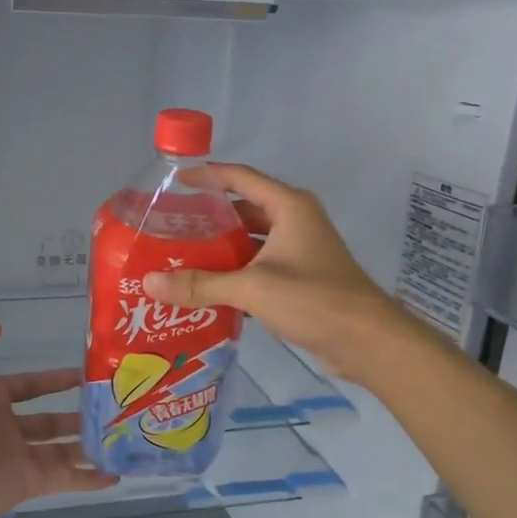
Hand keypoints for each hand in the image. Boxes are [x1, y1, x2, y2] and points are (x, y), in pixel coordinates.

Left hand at [0, 322, 116, 517]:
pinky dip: (90, 479)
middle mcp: (7, 428)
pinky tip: (115, 474)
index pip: (28, 386)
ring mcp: (22, 457)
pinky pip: (67, 478)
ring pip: (63, 449)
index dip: (53, 380)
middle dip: (77, 414)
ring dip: (88, 444)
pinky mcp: (33, 483)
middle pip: (49, 420)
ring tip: (120, 436)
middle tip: (110, 407)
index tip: (82, 373)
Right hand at [141, 163, 410, 382]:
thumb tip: (149, 282)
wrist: (367, 341)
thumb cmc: (314, 299)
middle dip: (209, 218)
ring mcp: (299, 251)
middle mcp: (295, 221)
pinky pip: (259, 266)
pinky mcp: (300, 278)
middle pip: (243, 210)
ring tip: (181, 258)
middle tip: (170, 228)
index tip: (175, 181)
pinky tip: (207, 288)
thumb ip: (200, 284)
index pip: (241, 178)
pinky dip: (235, 273)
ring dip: (220, 249)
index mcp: (288, 207)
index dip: (208, 176)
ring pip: (251, 241)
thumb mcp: (252, 288)